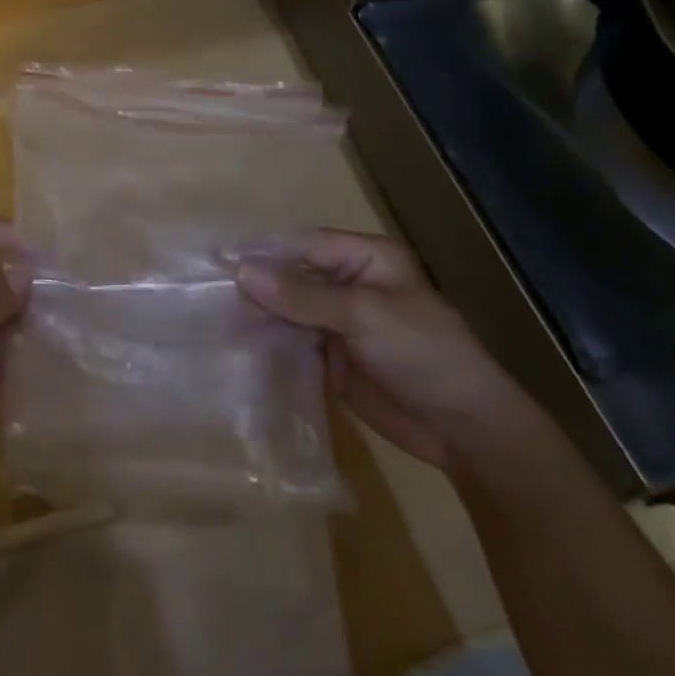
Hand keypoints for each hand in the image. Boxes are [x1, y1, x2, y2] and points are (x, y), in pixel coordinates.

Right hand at [237, 229, 540, 470]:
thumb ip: (301, 295)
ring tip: (214, 319)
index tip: (219, 259)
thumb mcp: (363, 315)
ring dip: (259, 315)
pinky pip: (294, 342)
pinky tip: (238, 346)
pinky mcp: (333, 357)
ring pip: (289, 309)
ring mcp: (340, 322)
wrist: (467, 431)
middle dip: (256, 285)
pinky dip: (269, 343)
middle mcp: (348, 284)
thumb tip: (242, 271)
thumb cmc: (423, 353)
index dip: (263, 251)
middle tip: (208, 293)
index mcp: (365, 258)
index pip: (303, 244)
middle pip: (292, 276)